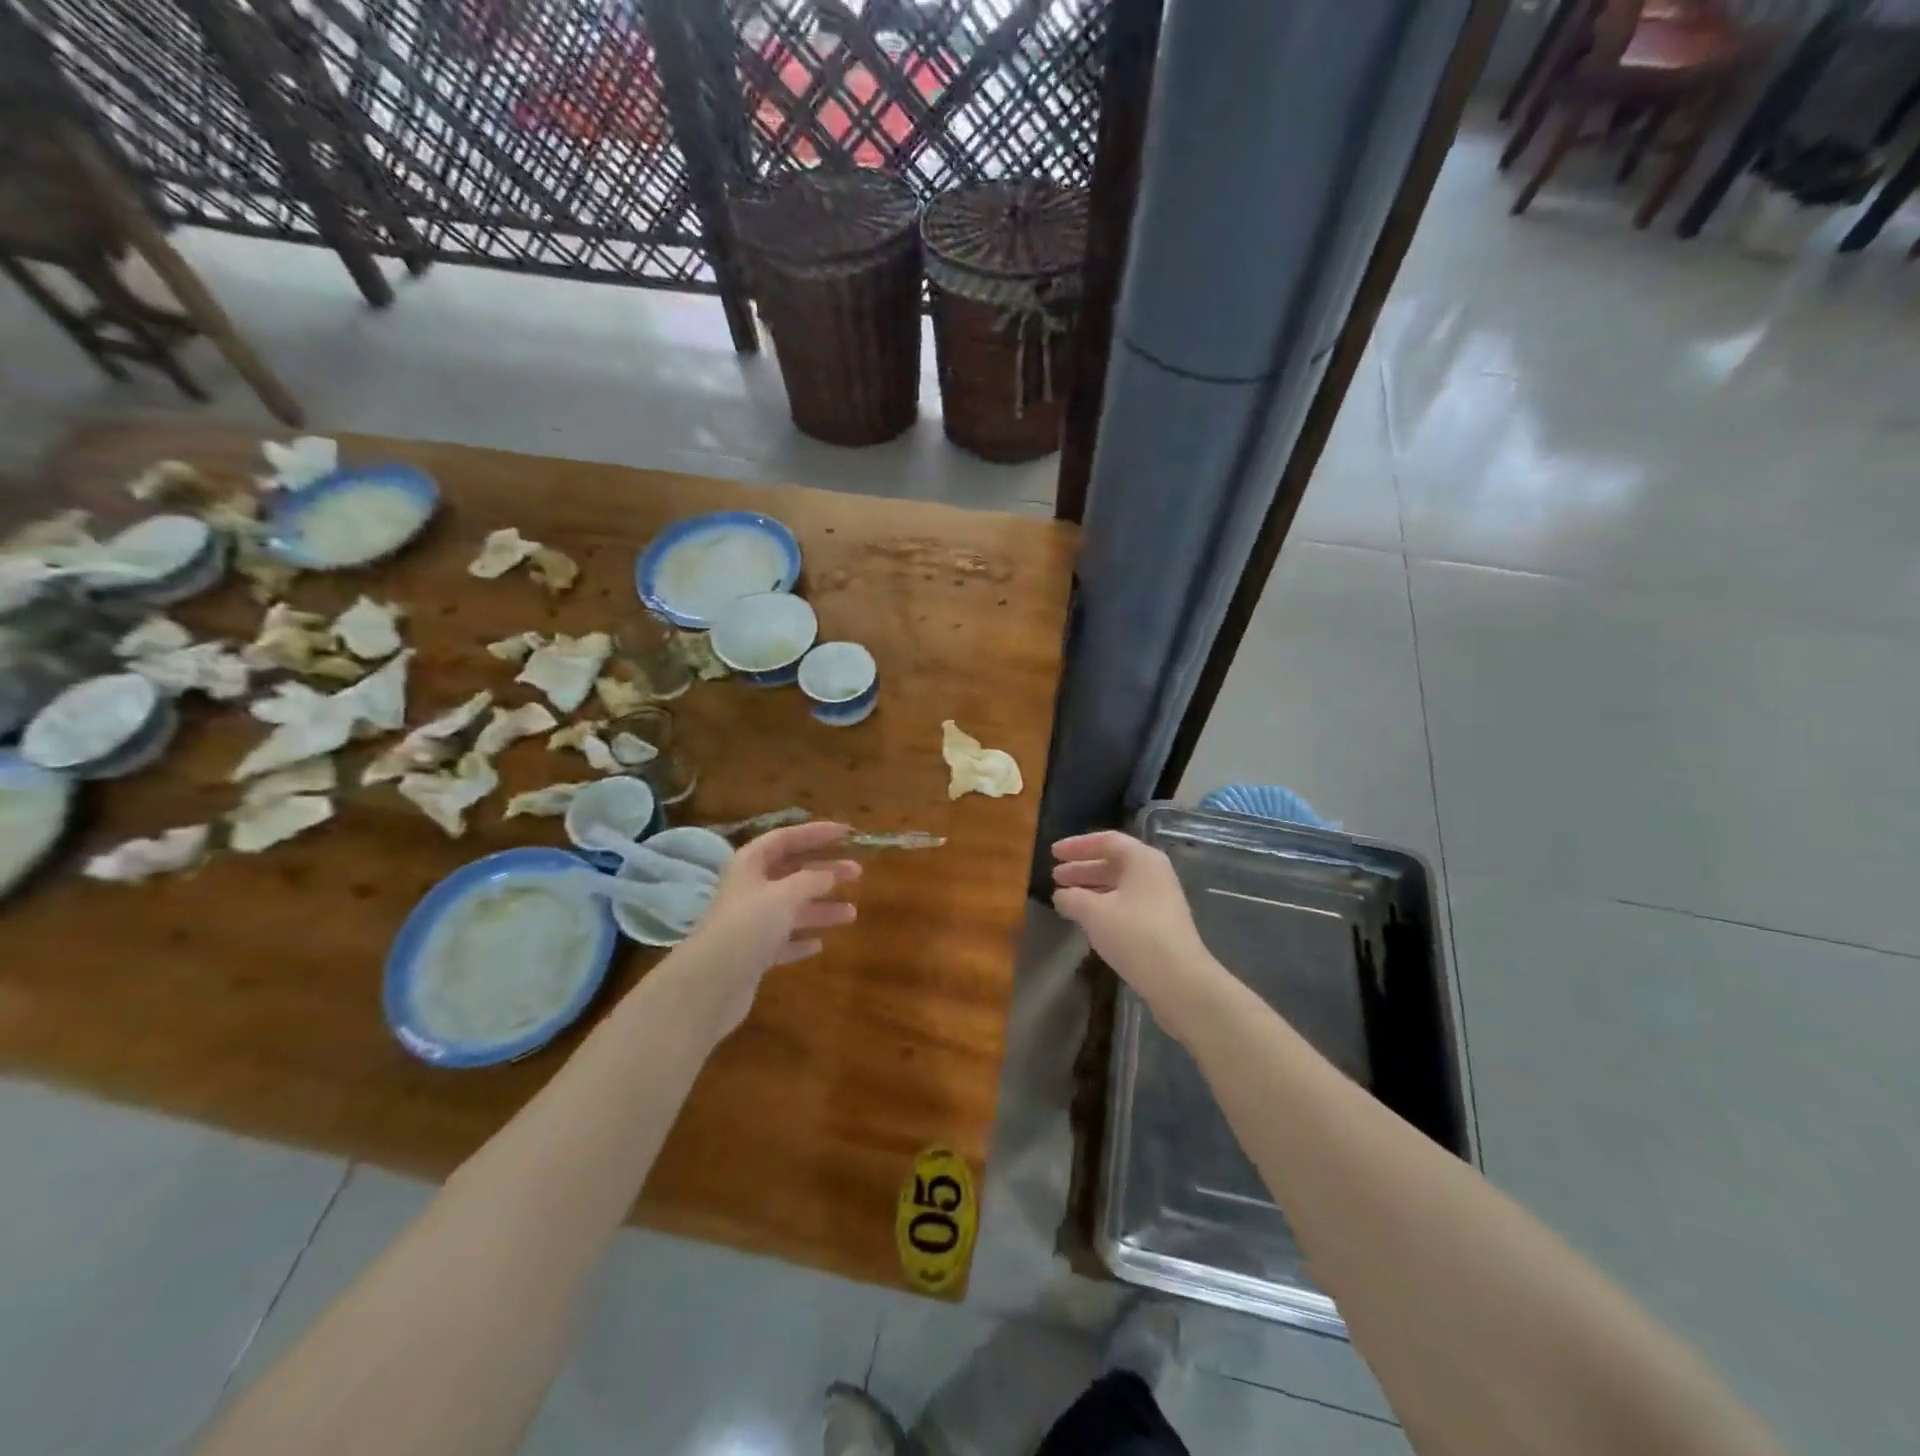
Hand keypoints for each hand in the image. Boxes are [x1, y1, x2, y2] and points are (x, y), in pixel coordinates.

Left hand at [672, 821, 860, 1035]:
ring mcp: (751, 924)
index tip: (847, 833)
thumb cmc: (748, 926)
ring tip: (852, 914)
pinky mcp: (753, 955)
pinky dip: (801, 939)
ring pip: (792, 909)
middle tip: (858, 873)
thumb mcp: (784, 895)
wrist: (710, 984)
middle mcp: (750, 890)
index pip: (786, 838)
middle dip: (825, 872)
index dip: (816, 833)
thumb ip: (811, 880)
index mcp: (750, 865)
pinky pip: (783, 941)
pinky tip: (819, 945)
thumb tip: (830, 874)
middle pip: (792, 873)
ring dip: (821, 908)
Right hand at [1052, 831, 1216, 1012]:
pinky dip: (1104, 904)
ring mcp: (1160, 898)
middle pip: (1113, 862)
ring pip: (1119, 884)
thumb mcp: (1094, 913)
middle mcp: (1154, 872)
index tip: (1053, 853)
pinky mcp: (1161, 922)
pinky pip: (1126, 902)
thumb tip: (1061, 895)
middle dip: (1082, 868)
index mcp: (1142, 859)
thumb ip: (1072, 898)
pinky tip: (1087, 918)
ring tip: (1065, 897)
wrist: (1179, 980)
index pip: (1106, 841)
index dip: (1076, 845)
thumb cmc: (1134, 935)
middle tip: (1055, 876)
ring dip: (1091, 888)